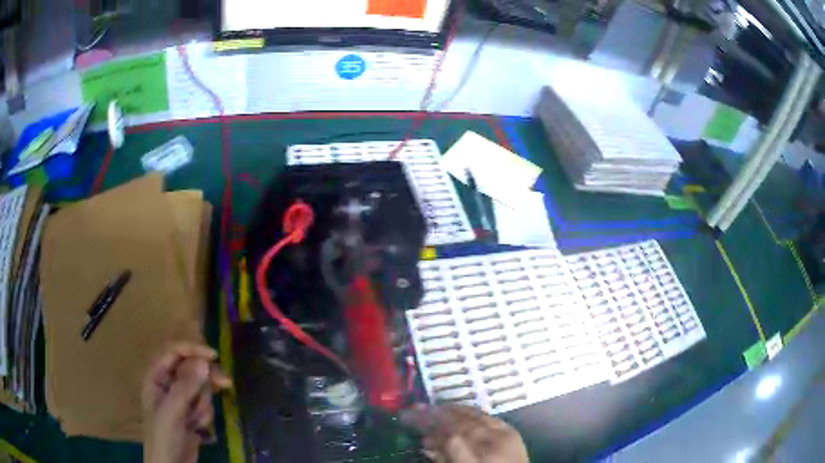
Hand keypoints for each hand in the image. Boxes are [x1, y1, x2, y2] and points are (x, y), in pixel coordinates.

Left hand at [142, 343, 231, 462]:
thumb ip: (186, 385)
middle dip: (206, 378)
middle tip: (226, 382)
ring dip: (203, 404)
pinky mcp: (190, 414)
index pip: (173, 352)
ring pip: (199, 389)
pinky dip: (204, 416)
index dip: (192, 350)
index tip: (214, 356)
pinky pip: (203, 405)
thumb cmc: (164, 435)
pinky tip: (198, 429)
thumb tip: (204, 361)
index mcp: (156, 377)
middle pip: (190, 368)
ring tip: (196, 421)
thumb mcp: (173, 410)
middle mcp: (167, 384)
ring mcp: (179, 400)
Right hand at [401, 404, 528, 462]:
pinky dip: (470, 412)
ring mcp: (506, 437)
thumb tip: (426, 441)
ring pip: (474, 416)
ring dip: (450, 410)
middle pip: (461, 424)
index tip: (408, 418)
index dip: (427, 425)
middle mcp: (493, 447)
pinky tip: (457, 410)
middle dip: (435, 415)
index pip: (450, 437)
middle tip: (414, 409)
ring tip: (432, 408)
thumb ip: (442, 460)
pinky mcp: (513, 432)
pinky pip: (488, 416)